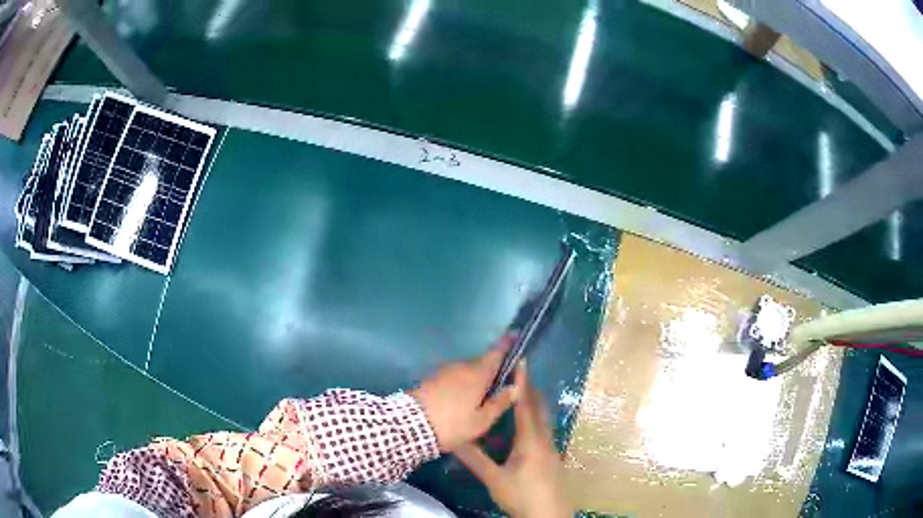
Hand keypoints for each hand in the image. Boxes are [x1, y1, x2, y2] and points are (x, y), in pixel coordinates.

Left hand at [409, 335, 518, 452]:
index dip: (507, 342)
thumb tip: (515, 387)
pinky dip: (460, 386)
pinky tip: (459, 403)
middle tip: (497, 391)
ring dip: (474, 381)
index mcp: (477, 373)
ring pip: (466, 372)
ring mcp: (444, 371)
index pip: (496, 352)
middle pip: (482, 364)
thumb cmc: (452, 424)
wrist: (409, 425)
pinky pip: (453, 378)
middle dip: (491, 372)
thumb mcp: (481, 421)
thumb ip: (500, 402)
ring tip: (476, 403)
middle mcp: (461, 366)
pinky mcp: (431, 378)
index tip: (515, 333)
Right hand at [455, 364, 571, 517]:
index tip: (520, 362)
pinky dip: (533, 422)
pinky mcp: (552, 459)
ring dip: (531, 406)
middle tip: (514, 376)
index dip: (521, 383)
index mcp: (530, 440)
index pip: (525, 405)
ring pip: (542, 420)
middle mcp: (544, 439)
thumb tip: (455, 438)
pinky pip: (543, 432)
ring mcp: (551, 449)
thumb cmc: (522, 495)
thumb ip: (475, 459)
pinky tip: (523, 431)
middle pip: (538, 409)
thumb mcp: (494, 479)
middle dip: (528, 391)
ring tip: (516, 398)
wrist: (549, 515)